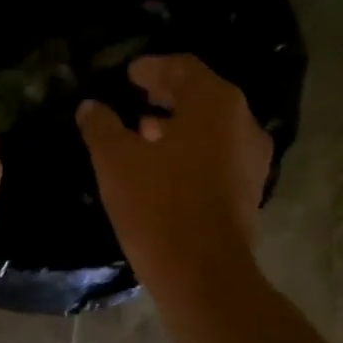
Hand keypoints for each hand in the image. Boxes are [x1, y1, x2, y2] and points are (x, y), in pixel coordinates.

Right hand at [76, 54, 271, 299]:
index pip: (183, 67)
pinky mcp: (249, 190)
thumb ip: (102, 127)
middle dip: (166, 94)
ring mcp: (252, 158)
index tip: (128, 74)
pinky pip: (218, 154)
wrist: (204, 275)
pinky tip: (163, 167)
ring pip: (211, 127)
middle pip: (202, 95)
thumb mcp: (116, 163)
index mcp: (215, 104)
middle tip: (134, 98)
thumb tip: (91, 107)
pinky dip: (191, 150)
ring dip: (178, 124)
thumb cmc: (158, 207)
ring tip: (143, 133)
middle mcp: (243, 123)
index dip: (152, 67)